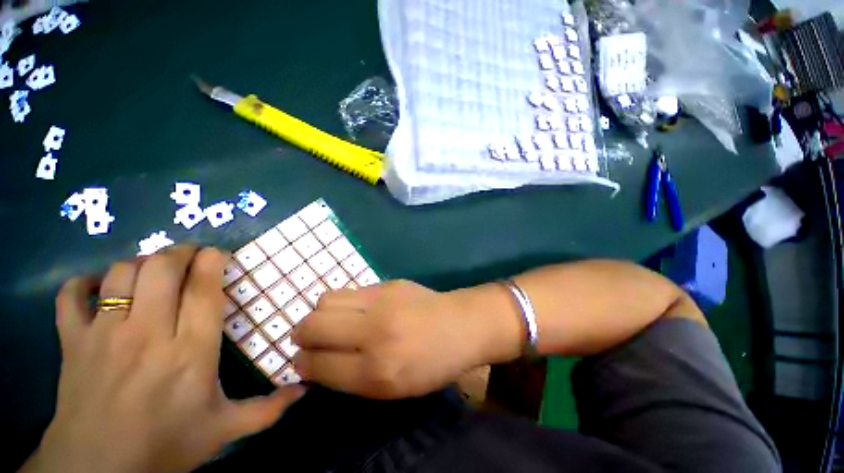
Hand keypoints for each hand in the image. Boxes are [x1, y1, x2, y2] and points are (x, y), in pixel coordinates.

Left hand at [22, 246, 304, 472]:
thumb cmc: (166, 446)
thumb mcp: (224, 429)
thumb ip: (268, 409)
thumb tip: (304, 390)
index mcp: (190, 351)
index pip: (203, 289)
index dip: (212, 261)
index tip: (219, 253)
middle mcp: (147, 334)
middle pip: (161, 269)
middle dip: (180, 252)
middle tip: (191, 256)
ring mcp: (104, 336)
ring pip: (120, 274)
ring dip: (141, 263)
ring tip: (153, 271)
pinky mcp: (72, 343)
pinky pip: (71, 296)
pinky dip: (83, 283)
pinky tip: (98, 288)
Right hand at [291, 280, 517, 399]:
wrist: (462, 325)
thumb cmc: (432, 364)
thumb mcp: (393, 389)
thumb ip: (351, 378)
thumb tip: (314, 362)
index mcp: (377, 372)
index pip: (316, 364)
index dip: (302, 363)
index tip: (305, 360)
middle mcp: (375, 332)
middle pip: (312, 325)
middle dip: (302, 335)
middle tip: (312, 340)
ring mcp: (383, 301)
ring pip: (326, 301)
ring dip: (321, 314)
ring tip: (334, 322)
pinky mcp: (389, 283)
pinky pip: (351, 290)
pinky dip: (344, 302)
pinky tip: (357, 309)